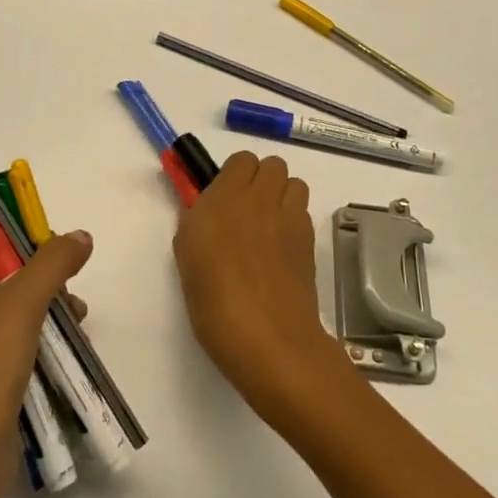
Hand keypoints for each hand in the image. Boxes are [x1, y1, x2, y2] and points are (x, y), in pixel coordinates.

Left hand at [0, 231, 91, 497]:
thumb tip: (81, 236)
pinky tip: (69, 346)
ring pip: (12, 309)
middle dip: (43, 278)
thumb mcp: (22, 303)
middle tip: (70, 290)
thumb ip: (53, 262)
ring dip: (48, 308)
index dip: (19, 237)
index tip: (55, 249)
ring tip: (79, 321)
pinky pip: (12, 343)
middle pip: (2, 274)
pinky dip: (40, 338)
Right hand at [172, 152, 353, 426]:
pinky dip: (293, 220)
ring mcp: (290, 218)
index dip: (233, 175)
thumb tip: (205, 209)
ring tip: (267, 225)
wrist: (267, 337)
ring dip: (281, 195)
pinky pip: (303, 212)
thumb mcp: (187, 256)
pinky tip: (280, 249)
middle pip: (272, 165)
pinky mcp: (310, 240)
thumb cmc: (213, 300)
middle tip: (244, 211)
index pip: (241, 160)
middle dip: (259, 180)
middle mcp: (260, 198)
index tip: (222, 198)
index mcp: (224, 198)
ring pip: (293, 183)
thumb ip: (195, 222)